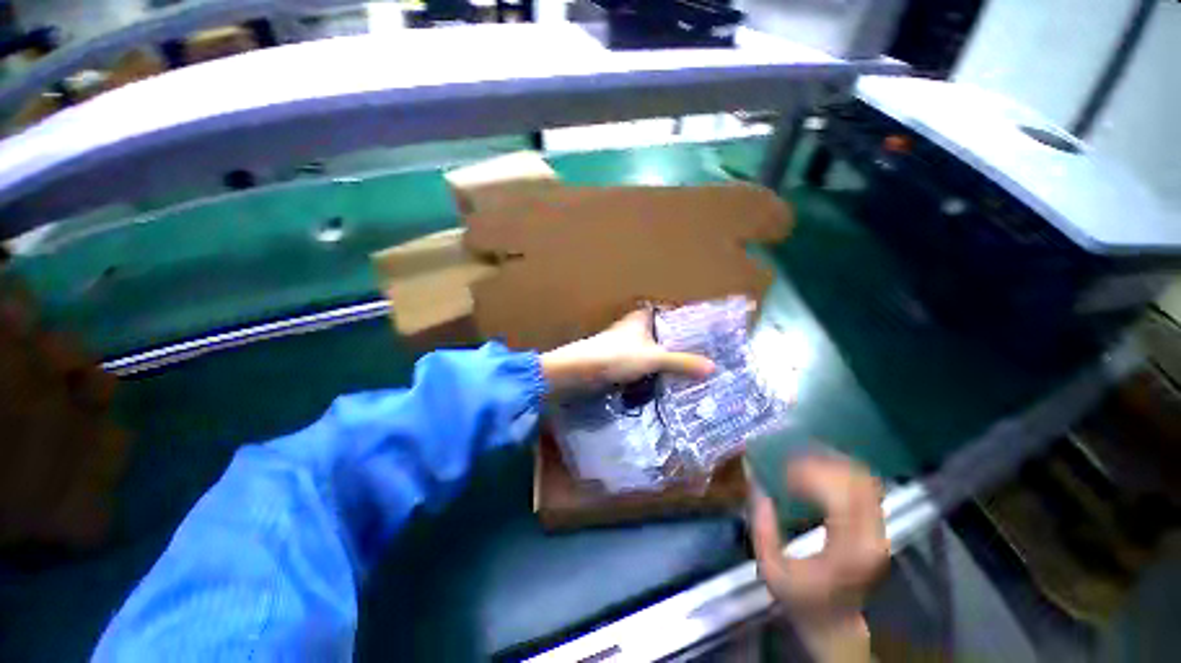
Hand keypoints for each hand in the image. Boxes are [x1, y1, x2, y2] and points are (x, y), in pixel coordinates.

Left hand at [539, 309, 713, 394]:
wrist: (582, 370)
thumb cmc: (618, 355)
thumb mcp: (653, 358)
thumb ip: (681, 362)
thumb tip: (712, 367)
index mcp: (643, 316)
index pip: (671, 312)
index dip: (688, 319)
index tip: (707, 329)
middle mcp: (636, 326)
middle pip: (665, 331)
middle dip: (682, 341)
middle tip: (706, 352)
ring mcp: (628, 343)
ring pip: (656, 347)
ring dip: (670, 356)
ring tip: (694, 365)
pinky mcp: (622, 358)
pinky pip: (647, 360)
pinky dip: (658, 367)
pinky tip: (671, 376)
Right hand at [750, 453, 887, 662]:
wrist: (836, 623)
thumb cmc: (801, 598)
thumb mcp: (770, 570)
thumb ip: (761, 527)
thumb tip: (757, 485)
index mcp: (847, 552)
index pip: (839, 497)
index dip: (811, 476)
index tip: (783, 471)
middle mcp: (872, 538)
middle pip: (855, 482)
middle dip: (820, 464)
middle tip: (789, 461)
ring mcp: (880, 532)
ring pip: (864, 480)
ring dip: (832, 463)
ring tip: (802, 460)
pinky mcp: (877, 527)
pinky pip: (865, 486)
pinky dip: (842, 471)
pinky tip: (819, 468)